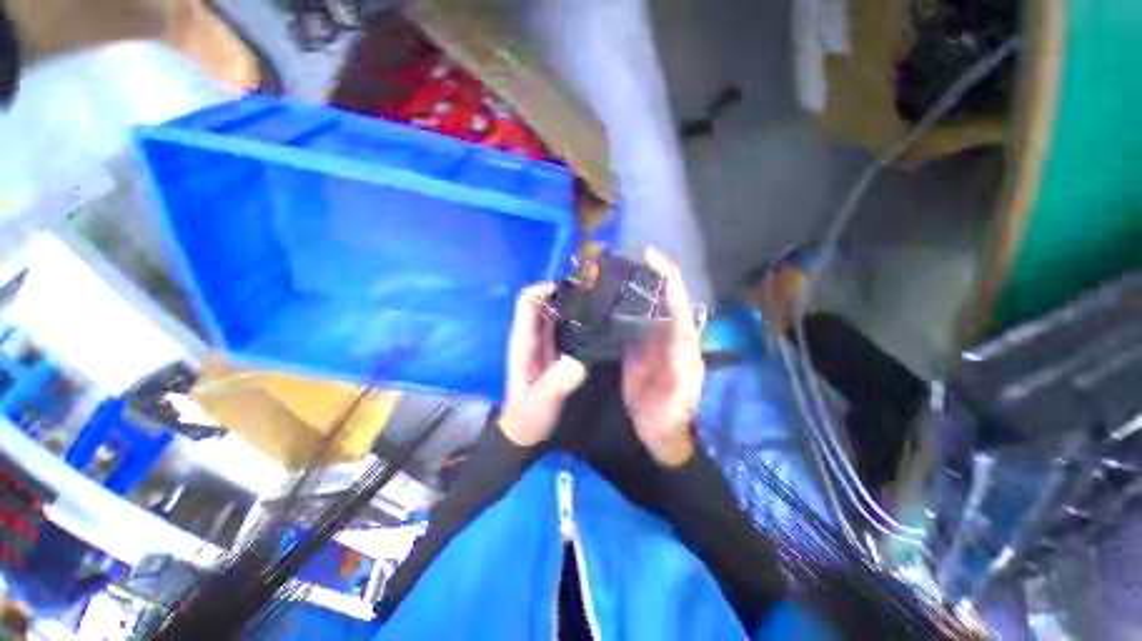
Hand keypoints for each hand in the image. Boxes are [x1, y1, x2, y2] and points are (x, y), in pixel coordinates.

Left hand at [499, 283, 587, 446]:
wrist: (525, 431)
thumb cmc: (529, 415)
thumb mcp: (542, 401)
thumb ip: (557, 384)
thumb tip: (578, 364)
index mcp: (523, 340)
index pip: (527, 302)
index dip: (545, 289)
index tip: (573, 289)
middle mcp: (531, 336)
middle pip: (543, 303)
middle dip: (564, 294)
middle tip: (594, 295)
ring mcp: (542, 343)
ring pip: (554, 313)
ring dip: (572, 306)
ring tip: (598, 305)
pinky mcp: (553, 351)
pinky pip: (563, 328)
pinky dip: (576, 321)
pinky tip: (594, 324)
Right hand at [623, 248, 704, 466]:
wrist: (657, 430)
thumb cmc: (674, 413)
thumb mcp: (681, 395)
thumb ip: (685, 369)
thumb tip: (684, 337)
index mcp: (682, 338)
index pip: (677, 299)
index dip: (667, 274)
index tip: (649, 253)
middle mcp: (665, 332)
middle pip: (657, 296)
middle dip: (643, 273)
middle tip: (621, 256)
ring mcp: (646, 338)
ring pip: (639, 305)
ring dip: (626, 287)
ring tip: (607, 270)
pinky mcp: (630, 347)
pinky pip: (624, 322)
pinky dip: (614, 308)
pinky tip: (601, 299)